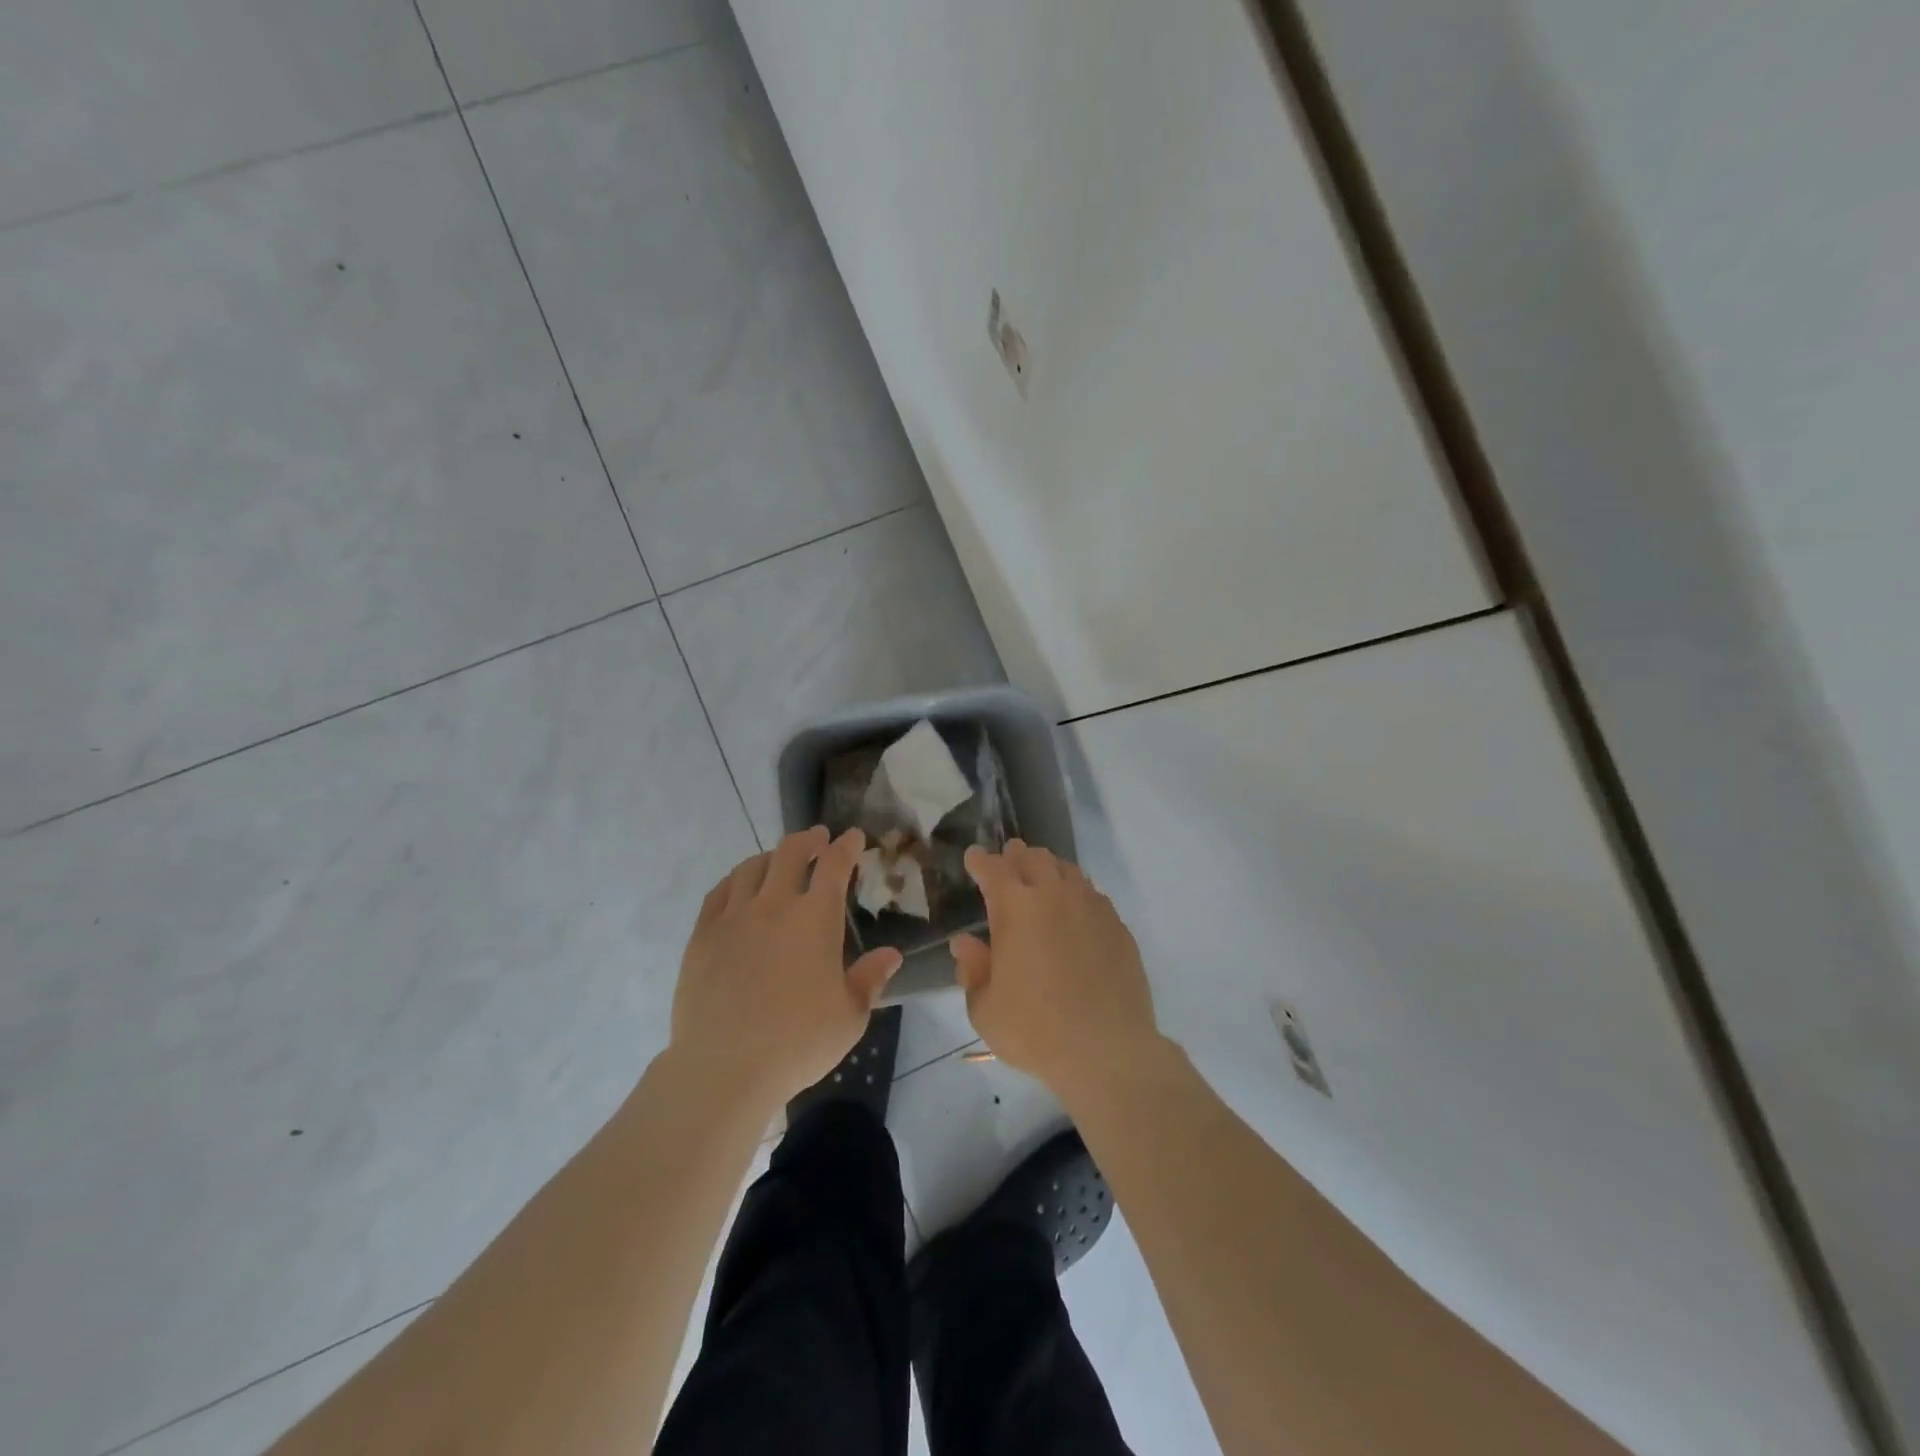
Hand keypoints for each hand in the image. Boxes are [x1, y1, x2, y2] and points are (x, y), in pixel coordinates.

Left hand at [671, 827, 901, 1111]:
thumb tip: (891, 954)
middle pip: (791, 852)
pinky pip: (720, 892)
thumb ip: (870, 979)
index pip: (835, 865)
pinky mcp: (703, 936)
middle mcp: (775, 905)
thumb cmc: (798, 1042)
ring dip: (772, 856)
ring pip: (752, 867)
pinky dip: (736, 879)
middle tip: (818, 838)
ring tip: (779, 860)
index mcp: (815, 919)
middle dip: (809, 839)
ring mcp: (734, 917)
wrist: (724, 1067)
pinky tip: (740, 886)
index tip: (853, 837)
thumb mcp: (849, 1016)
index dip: (847, 846)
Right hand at [950, 840, 1162, 1098]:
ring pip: (1068, 870)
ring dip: (1048, 869)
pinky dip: (1076, 893)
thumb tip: (965, 943)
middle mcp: (1055, 896)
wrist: (1108, 1051)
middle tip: (1007, 861)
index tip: (974, 857)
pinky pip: (1093, 895)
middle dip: (1016, 856)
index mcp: (1016, 908)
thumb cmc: (1035, 1031)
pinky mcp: (1118, 927)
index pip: (994, 868)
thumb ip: (972, 969)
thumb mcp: (985, 1009)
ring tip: (1041, 880)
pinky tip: (1074, 911)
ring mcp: (1091, 908)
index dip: (981, 861)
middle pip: (1034, 858)